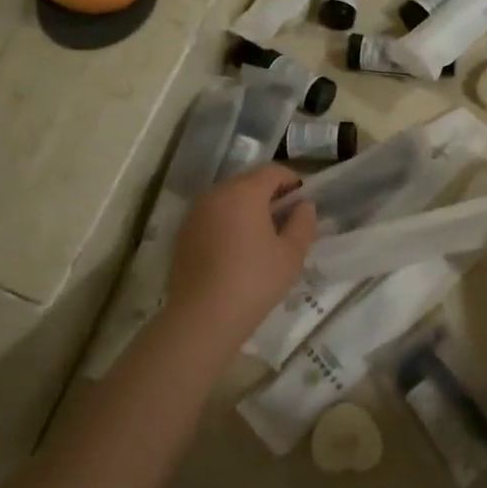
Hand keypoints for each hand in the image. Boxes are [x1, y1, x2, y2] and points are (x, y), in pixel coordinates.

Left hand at [166, 165, 315, 342]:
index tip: (302, 202)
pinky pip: (212, 217)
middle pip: (248, 182)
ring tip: (262, 238)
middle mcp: (216, 194)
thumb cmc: (254, 281)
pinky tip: (236, 252)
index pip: (272, 171)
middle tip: (285, 222)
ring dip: (247, 209)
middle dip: (269, 194)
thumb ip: (302, 223)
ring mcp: (195, 213)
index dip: (291, 181)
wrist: (203, 317)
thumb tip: (303, 205)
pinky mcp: (183, 234)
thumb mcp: (291, 254)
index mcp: (244, 192)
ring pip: (227, 199)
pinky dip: (227, 224)